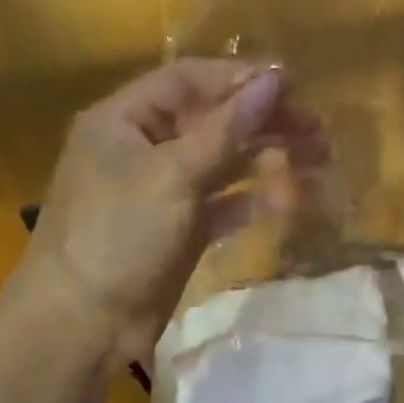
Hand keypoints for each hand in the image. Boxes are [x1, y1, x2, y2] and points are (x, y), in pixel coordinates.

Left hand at [21, 59, 323, 362]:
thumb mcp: (174, 174)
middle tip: (318, 129)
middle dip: (266, 121)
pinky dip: (258, 197)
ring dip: (271, 157)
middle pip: (215, 119)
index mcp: (125, 120)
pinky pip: (227, 200)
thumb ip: (228, 127)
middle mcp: (145, 146)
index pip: (189, 80)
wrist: (83, 324)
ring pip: (227, 160)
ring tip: (320, 159)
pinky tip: (291, 199)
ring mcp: (165, 188)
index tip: (294, 85)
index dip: (240, 78)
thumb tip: (276, 80)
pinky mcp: (183, 225)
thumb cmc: (119, 234)